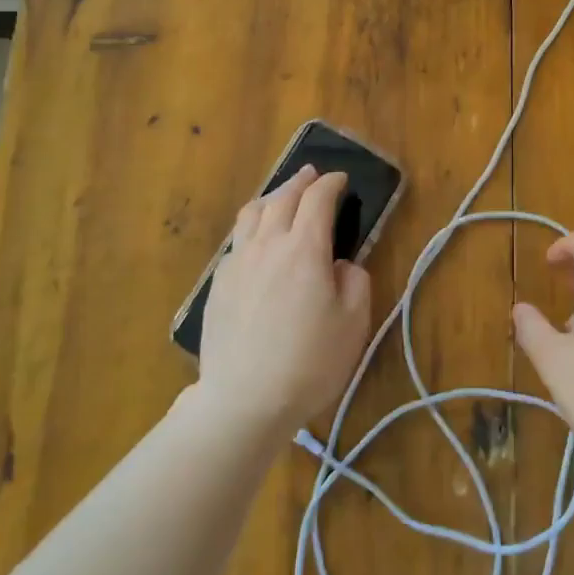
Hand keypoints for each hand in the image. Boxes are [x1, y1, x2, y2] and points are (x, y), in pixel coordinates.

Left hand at [195, 165, 372, 438]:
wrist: (245, 399)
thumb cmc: (310, 362)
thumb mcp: (353, 323)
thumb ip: (355, 281)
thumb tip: (341, 264)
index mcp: (304, 249)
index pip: (317, 200)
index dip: (331, 184)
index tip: (341, 180)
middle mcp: (267, 245)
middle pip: (281, 198)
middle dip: (300, 181)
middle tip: (312, 175)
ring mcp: (237, 263)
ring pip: (251, 213)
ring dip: (271, 197)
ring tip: (281, 198)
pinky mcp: (218, 284)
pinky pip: (237, 241)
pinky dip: (252, 228)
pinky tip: (257, 242)